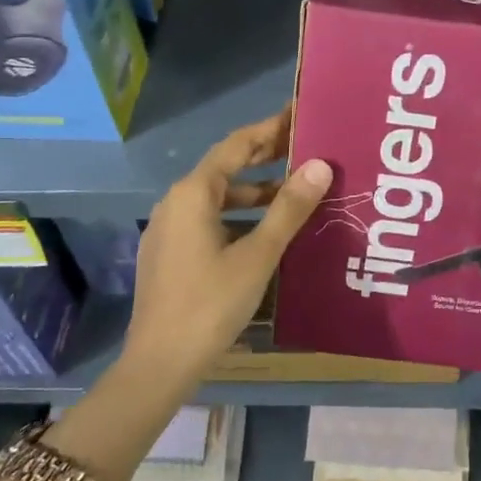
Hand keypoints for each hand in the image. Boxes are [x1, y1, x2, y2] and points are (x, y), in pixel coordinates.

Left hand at [123, 109, 332, 390]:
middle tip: (304, 149)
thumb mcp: (258, 255)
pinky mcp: (169, 254)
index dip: (270, 129)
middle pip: (225, 168)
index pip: (237, 145)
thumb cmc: (211, 304)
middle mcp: (176, 202)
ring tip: (293, 193)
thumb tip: (320, 165)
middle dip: (264, 157)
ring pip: (217, 197)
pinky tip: (263, 232)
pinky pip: (208, 219)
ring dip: (254, 191)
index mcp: (193, 194)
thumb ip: (289, 208)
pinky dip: (238, 215)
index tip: (299, 116)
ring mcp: (168, 229)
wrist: (159, 364)